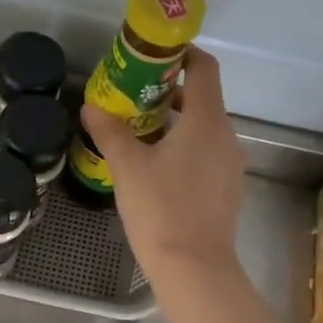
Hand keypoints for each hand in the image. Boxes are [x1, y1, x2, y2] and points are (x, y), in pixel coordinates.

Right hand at [82, 46, 246, 286]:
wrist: (194, 268)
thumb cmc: (160, 209)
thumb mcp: (127, 166)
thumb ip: (110, 132)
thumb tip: (92, 107)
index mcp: (206, 120)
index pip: (204, 68)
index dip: (182, 54)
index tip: (154, 56)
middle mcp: (226, 136)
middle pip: (204, 98)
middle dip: (170, 91)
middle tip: (133, 96)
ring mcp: (231, 165)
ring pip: (205, 129)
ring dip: (176, 123)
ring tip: (140, 133)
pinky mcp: (228, 190)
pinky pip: (207, 155)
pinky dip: (185, 148)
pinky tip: (158, 168)